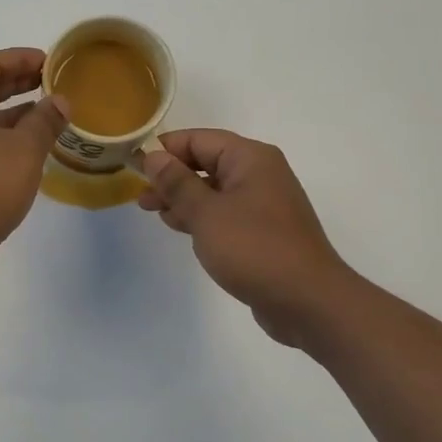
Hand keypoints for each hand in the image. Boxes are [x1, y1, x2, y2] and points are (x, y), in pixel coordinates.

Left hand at [0, 48, 69, 282]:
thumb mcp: (22, 150)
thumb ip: (44, 120)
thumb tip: (60, 102)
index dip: (20, 59)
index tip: (50, 60)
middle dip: (16, 84)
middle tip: (51, 82)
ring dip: (12, 115)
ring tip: (48, 114)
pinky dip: (1, 140)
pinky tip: (29, 149)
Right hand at [139, 130, 349, 347]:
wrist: (308, 302)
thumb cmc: (254, 249)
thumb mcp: (206, 213)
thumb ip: (177, 183)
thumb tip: (153, 156)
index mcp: (250, 158)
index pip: (198, 140)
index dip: (165, 150)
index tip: (134, 166)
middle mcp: (259, 173)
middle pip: (206, 162)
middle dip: (171, 176)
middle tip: (141, 196)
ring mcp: (263, 203)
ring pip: (214, 189)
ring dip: (183, 198)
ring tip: (154, 212)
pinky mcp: (263, 230)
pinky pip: (225, 212)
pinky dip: (201, 216)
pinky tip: (180, 227)